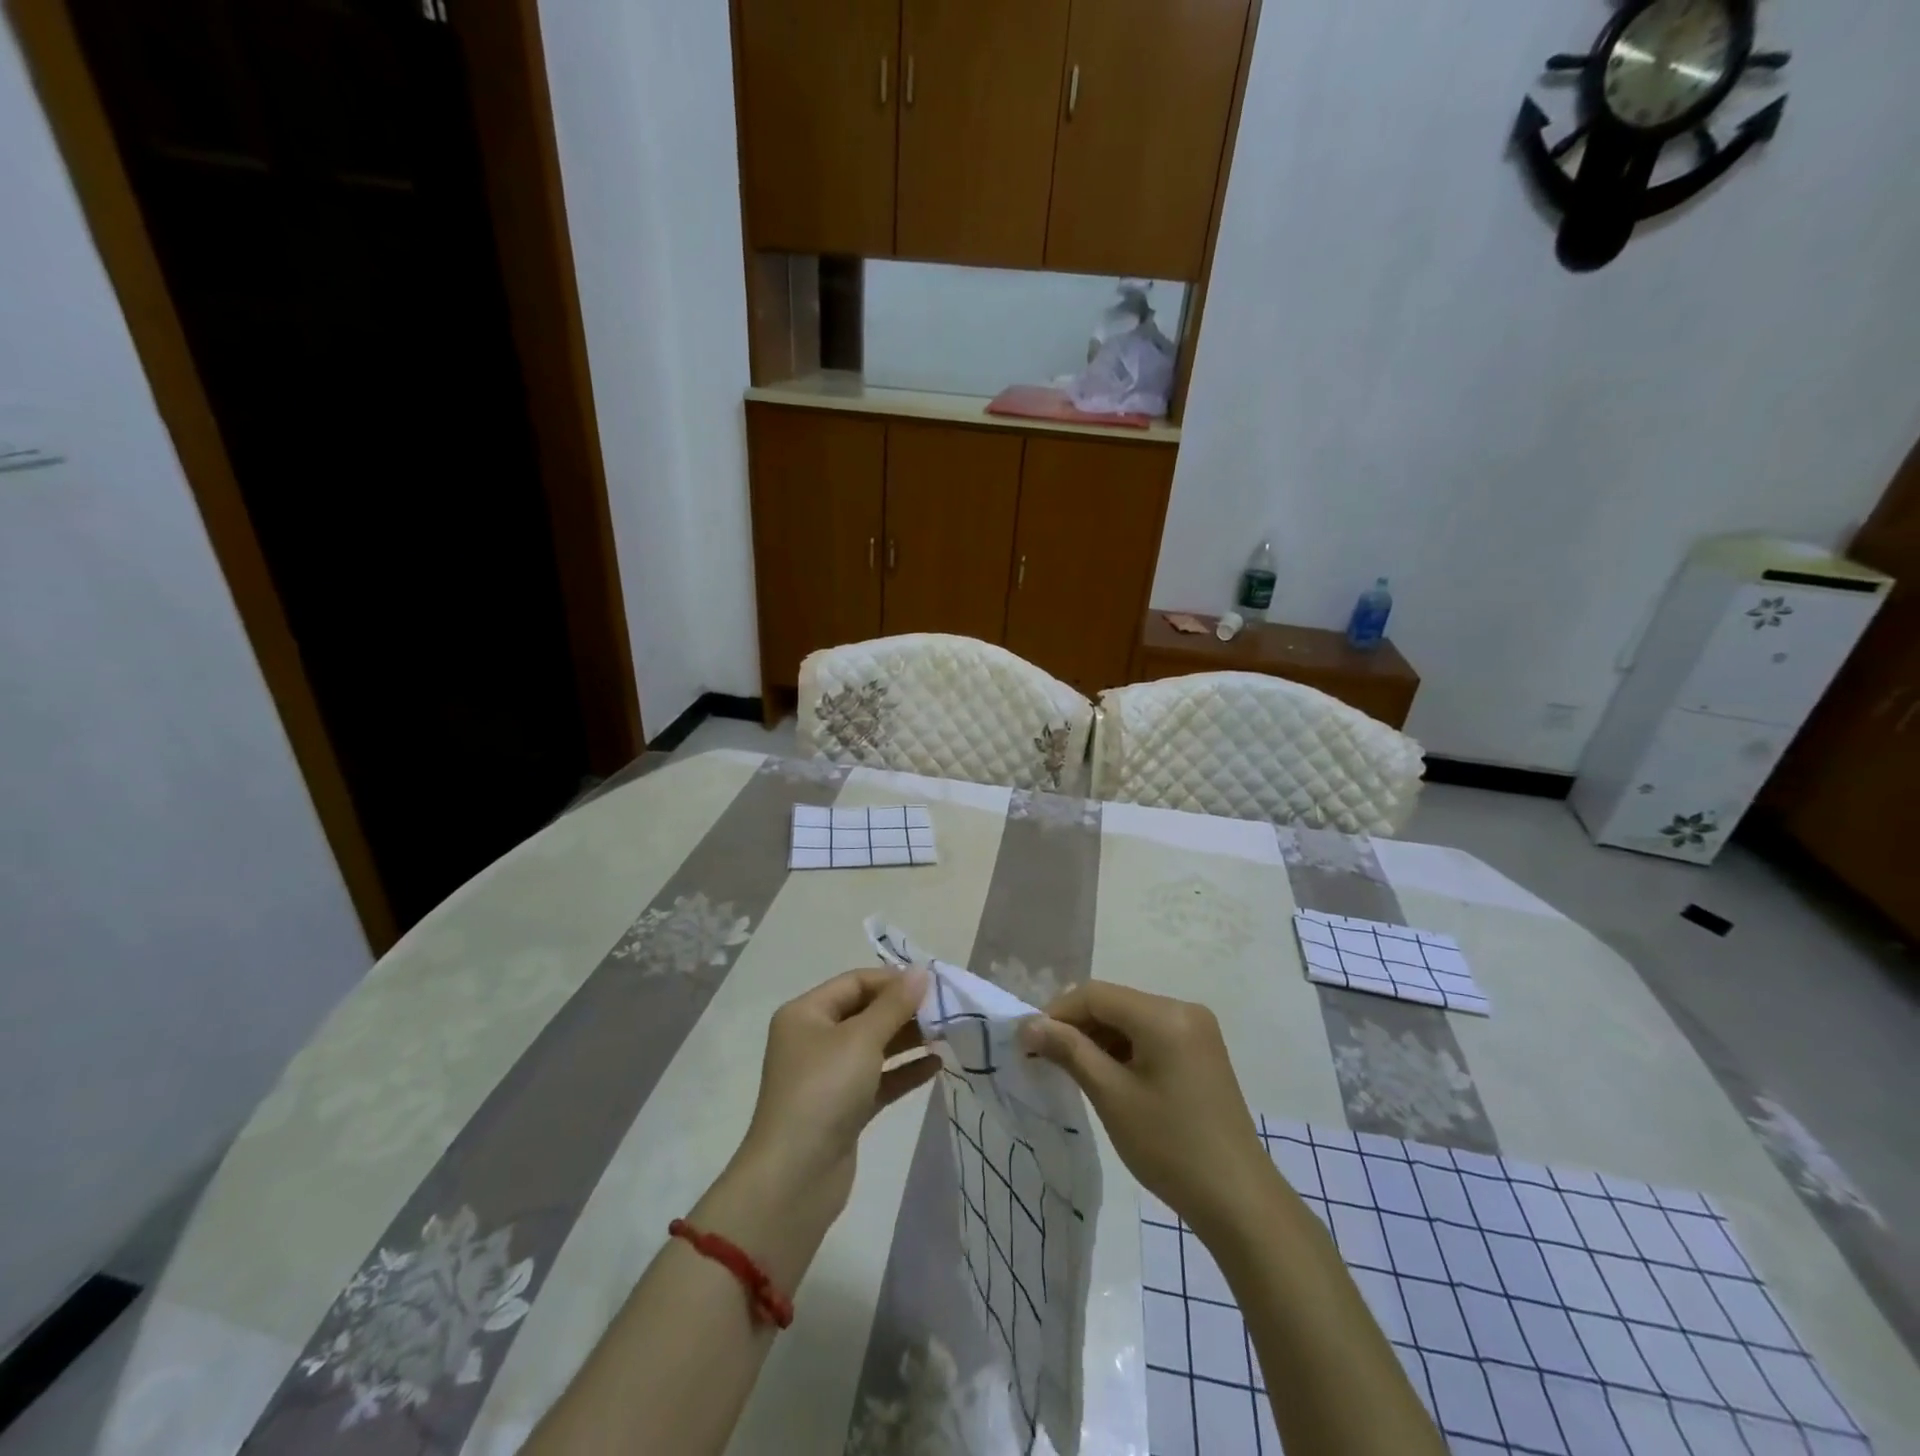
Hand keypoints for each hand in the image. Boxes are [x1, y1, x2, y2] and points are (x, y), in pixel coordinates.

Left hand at [735, 967, 938, 1220]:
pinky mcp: (844, 1108)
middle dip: (903, 1010)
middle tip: (945, 1010)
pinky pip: (878, 1079)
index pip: (854, 983)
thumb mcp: (861, 1039)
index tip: (932, 985)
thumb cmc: (824, 1091)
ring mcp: (828, 1076)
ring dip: (908, 1039)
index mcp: (806, 1014)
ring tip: (947, 1034)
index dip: (893, 980)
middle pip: (865, 1012)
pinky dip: (904, 1071)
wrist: (795, 1178)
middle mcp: (814, 1039)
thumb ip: (895, 1004)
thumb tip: (922, 971)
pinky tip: (936, 1065)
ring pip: (874, 1046)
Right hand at [1021, 981, 1274, 1241]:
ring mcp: (1196, 1030)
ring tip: (1070, 1070)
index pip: (1096, 995)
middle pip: (1114, 1003)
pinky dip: (1123, 1049)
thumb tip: (1029, 1025)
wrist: (1238, 1201)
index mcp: (1164, 1014)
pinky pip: (1150, 1035)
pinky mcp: (1201, 1051)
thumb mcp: (1112, 1096)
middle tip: (1045, 1057)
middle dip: (1076, 1026)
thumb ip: (1069, 1051)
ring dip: (1098, 1038)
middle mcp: (1183, 1009)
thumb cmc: (1170, 1147)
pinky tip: (1106, 1076)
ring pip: (1131, 1019)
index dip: (1057, 1013)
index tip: (1029, 1042)